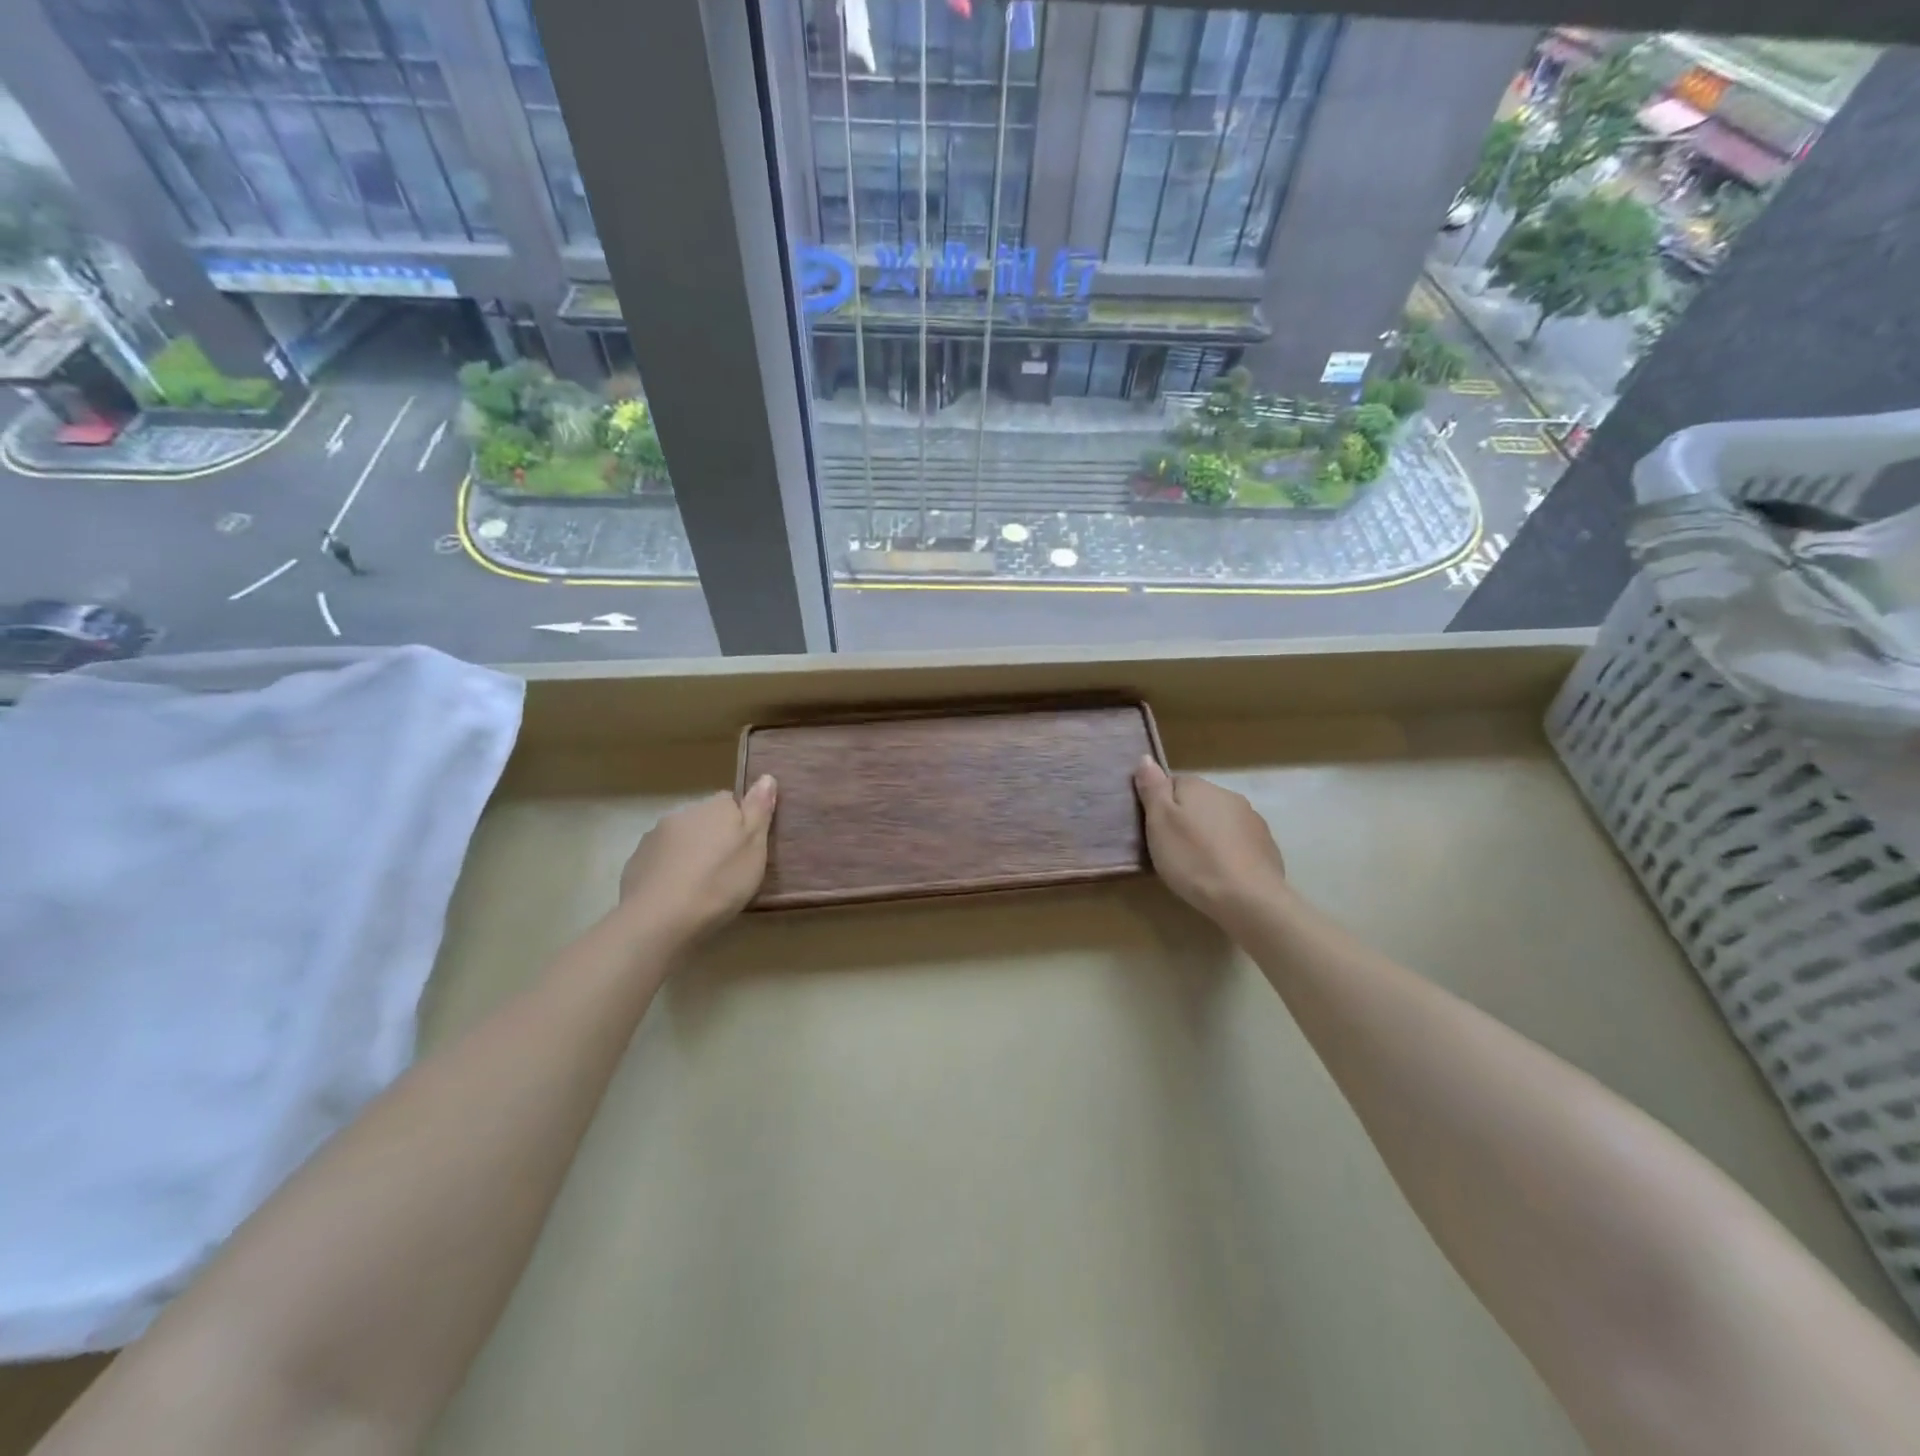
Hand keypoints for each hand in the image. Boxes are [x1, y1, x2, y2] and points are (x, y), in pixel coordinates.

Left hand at [617, 775, 776, 944]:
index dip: (740, 823)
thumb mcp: (754, 847)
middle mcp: (683, 813)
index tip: (745, 848)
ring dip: (689, 853)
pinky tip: (676, 895)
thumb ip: (759, 810)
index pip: (730, 801)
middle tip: (726, 870)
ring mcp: (654, 837)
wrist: (661, 918)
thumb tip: (766, 777)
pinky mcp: (636, 862)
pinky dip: (669, 871)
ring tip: (700, 886)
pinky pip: (659, 861)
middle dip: (713, 838)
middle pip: (704, 820)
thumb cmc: (720, 881)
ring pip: (680, 839)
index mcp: (715, 807)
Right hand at [1133, 758, 1287, 926]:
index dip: (1161, 806)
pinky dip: (1229, 851)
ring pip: (1220, 821)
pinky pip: (1239, 841)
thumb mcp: (1159, 823)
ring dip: (1208, 835)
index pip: (1172, 784)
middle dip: (1186, 820)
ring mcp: (1252, 820)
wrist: (1248, 898)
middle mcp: (1228, 795)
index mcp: (1199, 787)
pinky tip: (1222, 872)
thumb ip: (1152, 788)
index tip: (1155, 830)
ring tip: (1198, 864)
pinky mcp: (1266, 845)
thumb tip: (1146, 758)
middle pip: (1198, 802)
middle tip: (1172, 850)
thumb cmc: (1193, 858)